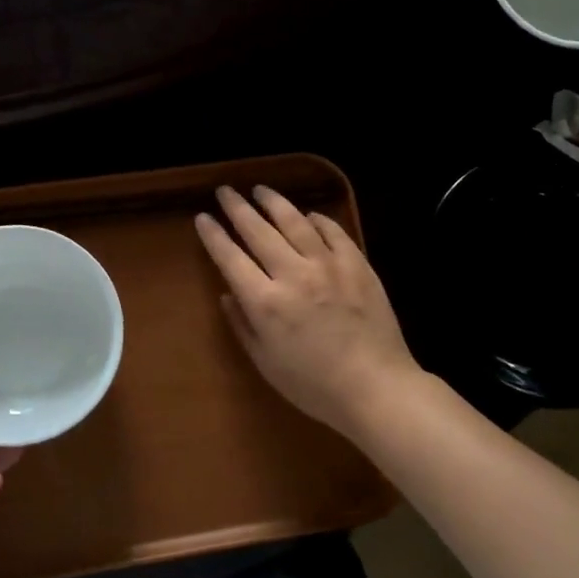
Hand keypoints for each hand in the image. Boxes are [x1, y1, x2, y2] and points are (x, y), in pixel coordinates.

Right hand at [194, 184, 421, 437]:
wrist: (376, 387)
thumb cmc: (314, 386)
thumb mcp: (266, 363)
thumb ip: (243, 325)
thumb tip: (227, 294)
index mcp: (265, 302)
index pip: (230, 258)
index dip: (213, 235)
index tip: (202, 217)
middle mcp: (293, 274)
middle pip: (258, 231)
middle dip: (237, 208)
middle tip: (225, 192)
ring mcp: (328, 265)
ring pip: (295, 222)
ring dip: (274, 203)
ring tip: (260, 190)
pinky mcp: (356, 264)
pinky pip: (333, 231)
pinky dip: (317, 219)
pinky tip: (308, 214)